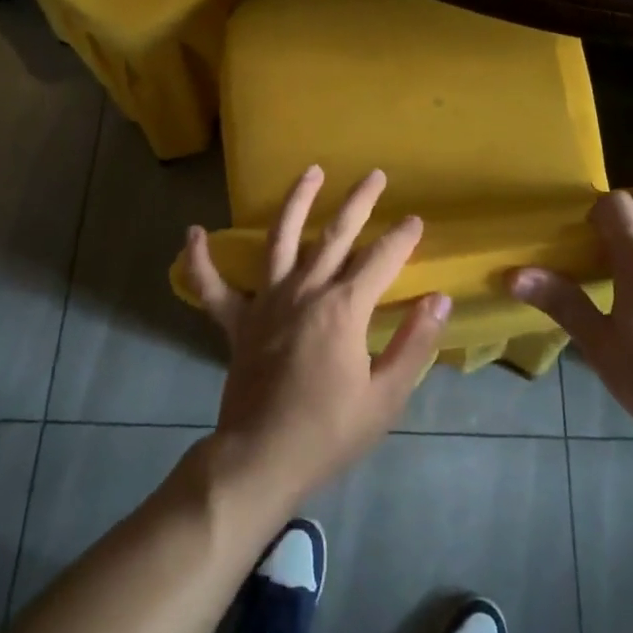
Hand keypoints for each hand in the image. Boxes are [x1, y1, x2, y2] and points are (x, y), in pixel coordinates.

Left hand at [184, 165, 451, 513]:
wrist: (261, 460)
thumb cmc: (330, 432)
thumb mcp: (386, 395)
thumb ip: (414, 342)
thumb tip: (438, 299)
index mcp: (343, 309)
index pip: (381, 260)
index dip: (402, 238)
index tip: (416, 220)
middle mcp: (304, 292)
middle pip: (334, 236)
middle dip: (358, 203)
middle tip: (375, 174)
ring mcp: (265, 303)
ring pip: (279, 239)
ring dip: (295, 202)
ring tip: (310, 172)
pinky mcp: (237, 323)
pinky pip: (212, 287)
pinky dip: (200, 260)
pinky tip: (193, 232)